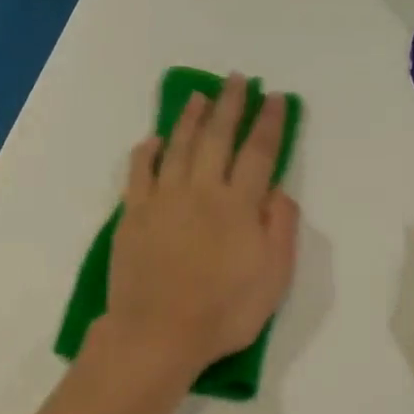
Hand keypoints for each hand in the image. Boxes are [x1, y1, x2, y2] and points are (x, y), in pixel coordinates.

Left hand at [103, 74, 299, 379]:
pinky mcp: (133, 215)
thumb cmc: (224, 312)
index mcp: (239, 205)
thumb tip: (277, 191)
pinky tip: (152, 140)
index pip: (258, 153)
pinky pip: (139, 173)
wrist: (158, 333)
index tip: (274, 98)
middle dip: (230, 105)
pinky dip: (146, 152)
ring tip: (199, 96)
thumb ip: (280, 229)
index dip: (268, 123)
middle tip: (236, 80)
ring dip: (190, 118)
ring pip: (177, 147)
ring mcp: (163, 200)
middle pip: (217, 138)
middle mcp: (201, 191)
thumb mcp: (274, 278)